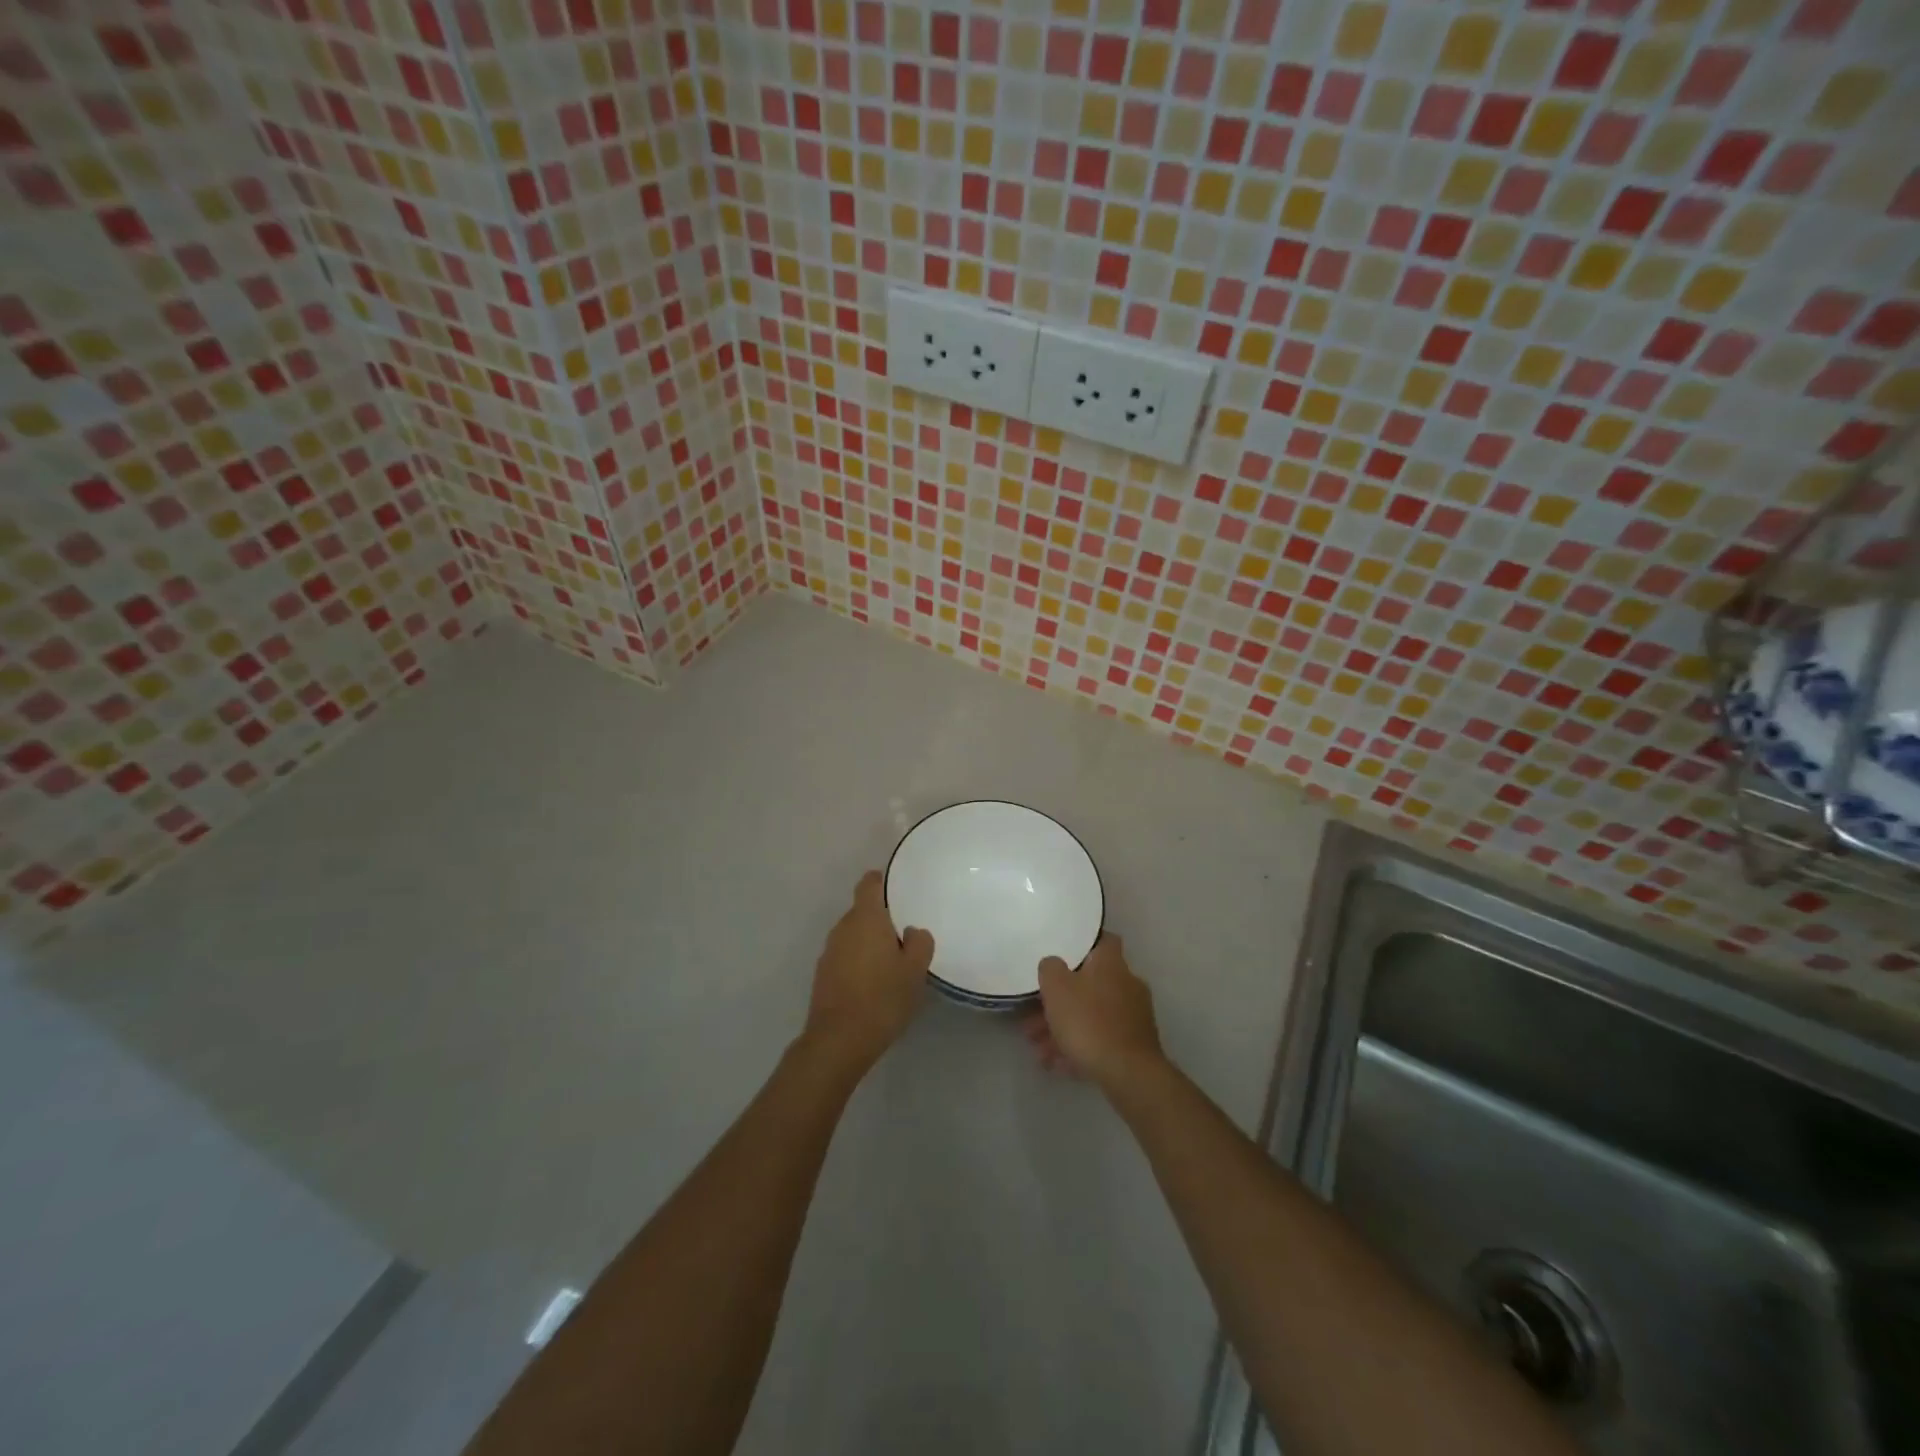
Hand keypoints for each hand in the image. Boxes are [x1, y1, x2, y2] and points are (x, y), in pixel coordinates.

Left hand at [801, 871, 933, 1075]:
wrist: (839, 1040)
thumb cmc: (883, 998)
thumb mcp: (915, 970)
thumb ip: (919, 943)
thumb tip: (911, 931)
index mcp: (866, 918)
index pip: (869, 884)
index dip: (881, 881)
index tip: (894, 887)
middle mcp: (843, 928)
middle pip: (862, 912)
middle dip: (880, 920)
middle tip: (903, 936)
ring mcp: (828, 952)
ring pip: (853, 936)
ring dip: (868, 943)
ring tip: (890, 964)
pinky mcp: (822, 975)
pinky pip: (844, 957)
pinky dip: (857, 962)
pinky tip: (872, 984)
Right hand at [1031, 933, 1164, 1092]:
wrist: (1129, 1074)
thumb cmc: (1089, 1021)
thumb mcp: (1057, 988)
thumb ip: (1050, 968)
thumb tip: (1053, 964)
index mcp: (1111, 963)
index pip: (1103, 940)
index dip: (1083, 944)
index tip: (1062, 953)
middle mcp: (1127, 983)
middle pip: (1089, 984)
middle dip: (1060, 1001)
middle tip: (1033, 1018)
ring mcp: (1133, 1016)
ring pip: (1091, 1015)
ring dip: (1064, 1029)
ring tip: (1039, 1050)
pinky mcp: (1134, 1045)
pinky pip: (1100, 1039)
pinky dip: (1079, 1048)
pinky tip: (1057, 1064)